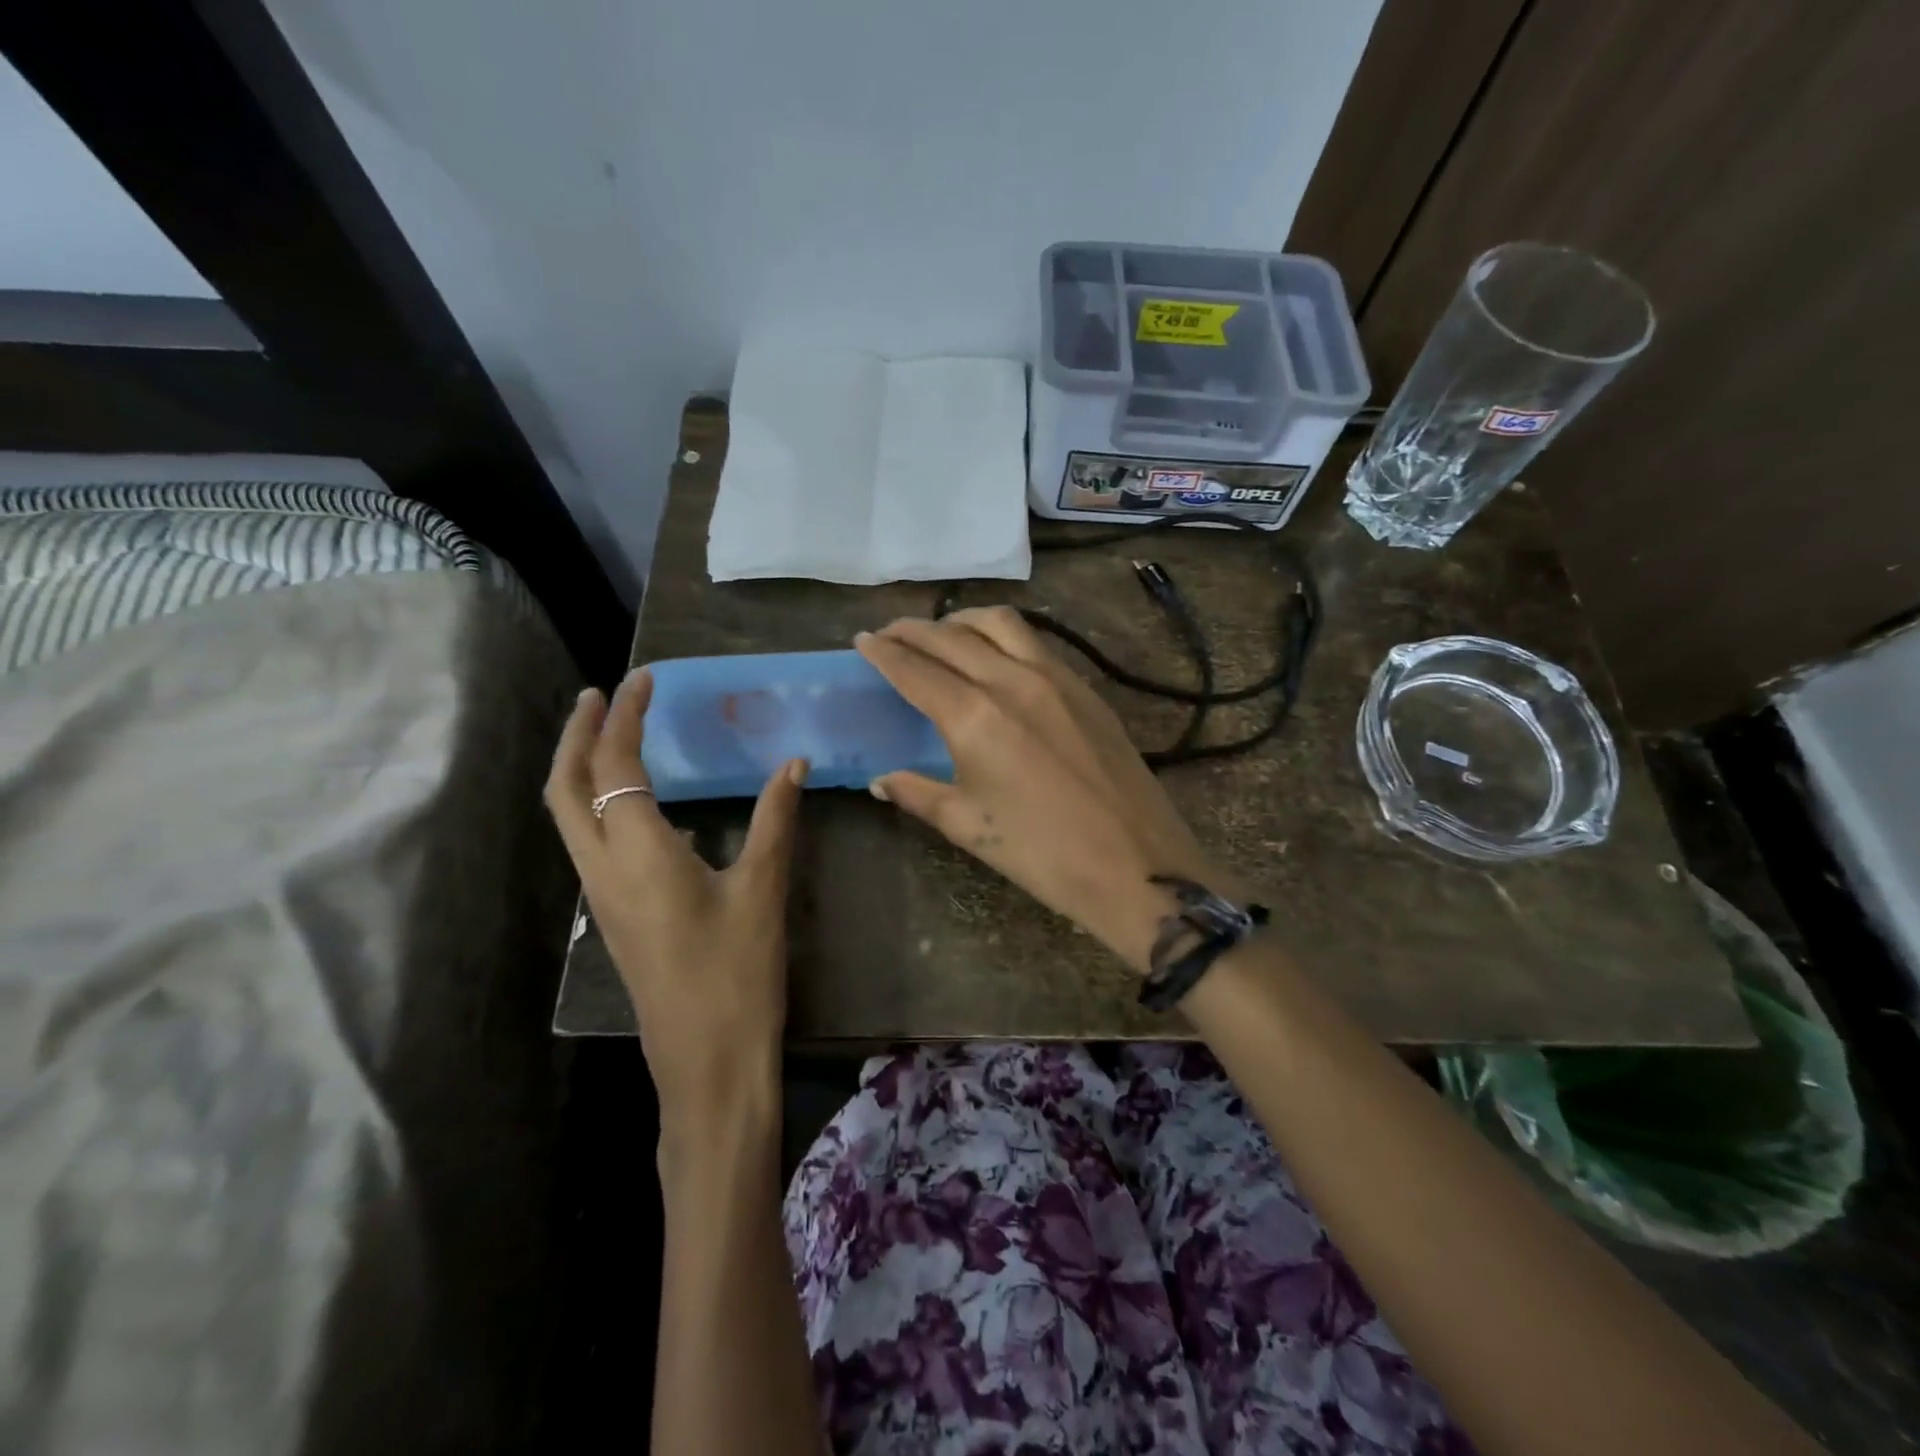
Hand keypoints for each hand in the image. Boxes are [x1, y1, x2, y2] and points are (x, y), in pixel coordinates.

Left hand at [545, 668, 805, 1142]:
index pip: (616, 764)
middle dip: (576, 733)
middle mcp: (603, 870)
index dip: (626, 715)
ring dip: (579, 767)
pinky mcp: (614, 916)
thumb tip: (792, 763)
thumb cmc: (738, 974)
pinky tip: (635, 803)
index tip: (644, 678)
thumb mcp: (763, 890)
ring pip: (568, 816)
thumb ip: (775, 820)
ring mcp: (602, 897)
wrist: (707, 1062)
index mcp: (638, 854)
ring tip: (609, 734)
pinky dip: (595, 802)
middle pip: (564, 787)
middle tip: (600, 694)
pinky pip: (588, 842)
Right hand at [855, 608, 1230, 973]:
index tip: (862, 639)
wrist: (1135, 865)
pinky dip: (1002, 635)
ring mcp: (1056, 678)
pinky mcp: (1086, 688)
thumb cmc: (1042, 854)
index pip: (916, 669)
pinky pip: (1035, 643)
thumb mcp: (968, 826)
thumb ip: (918, 793)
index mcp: (975, 716)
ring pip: (1000, 624)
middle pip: (952, 637)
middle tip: (890, 633)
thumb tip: (881, 780)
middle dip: (913, 630)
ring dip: (962, 621)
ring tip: (942, 633)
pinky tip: (996, 655)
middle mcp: (1012, 681)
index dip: (883, 652)